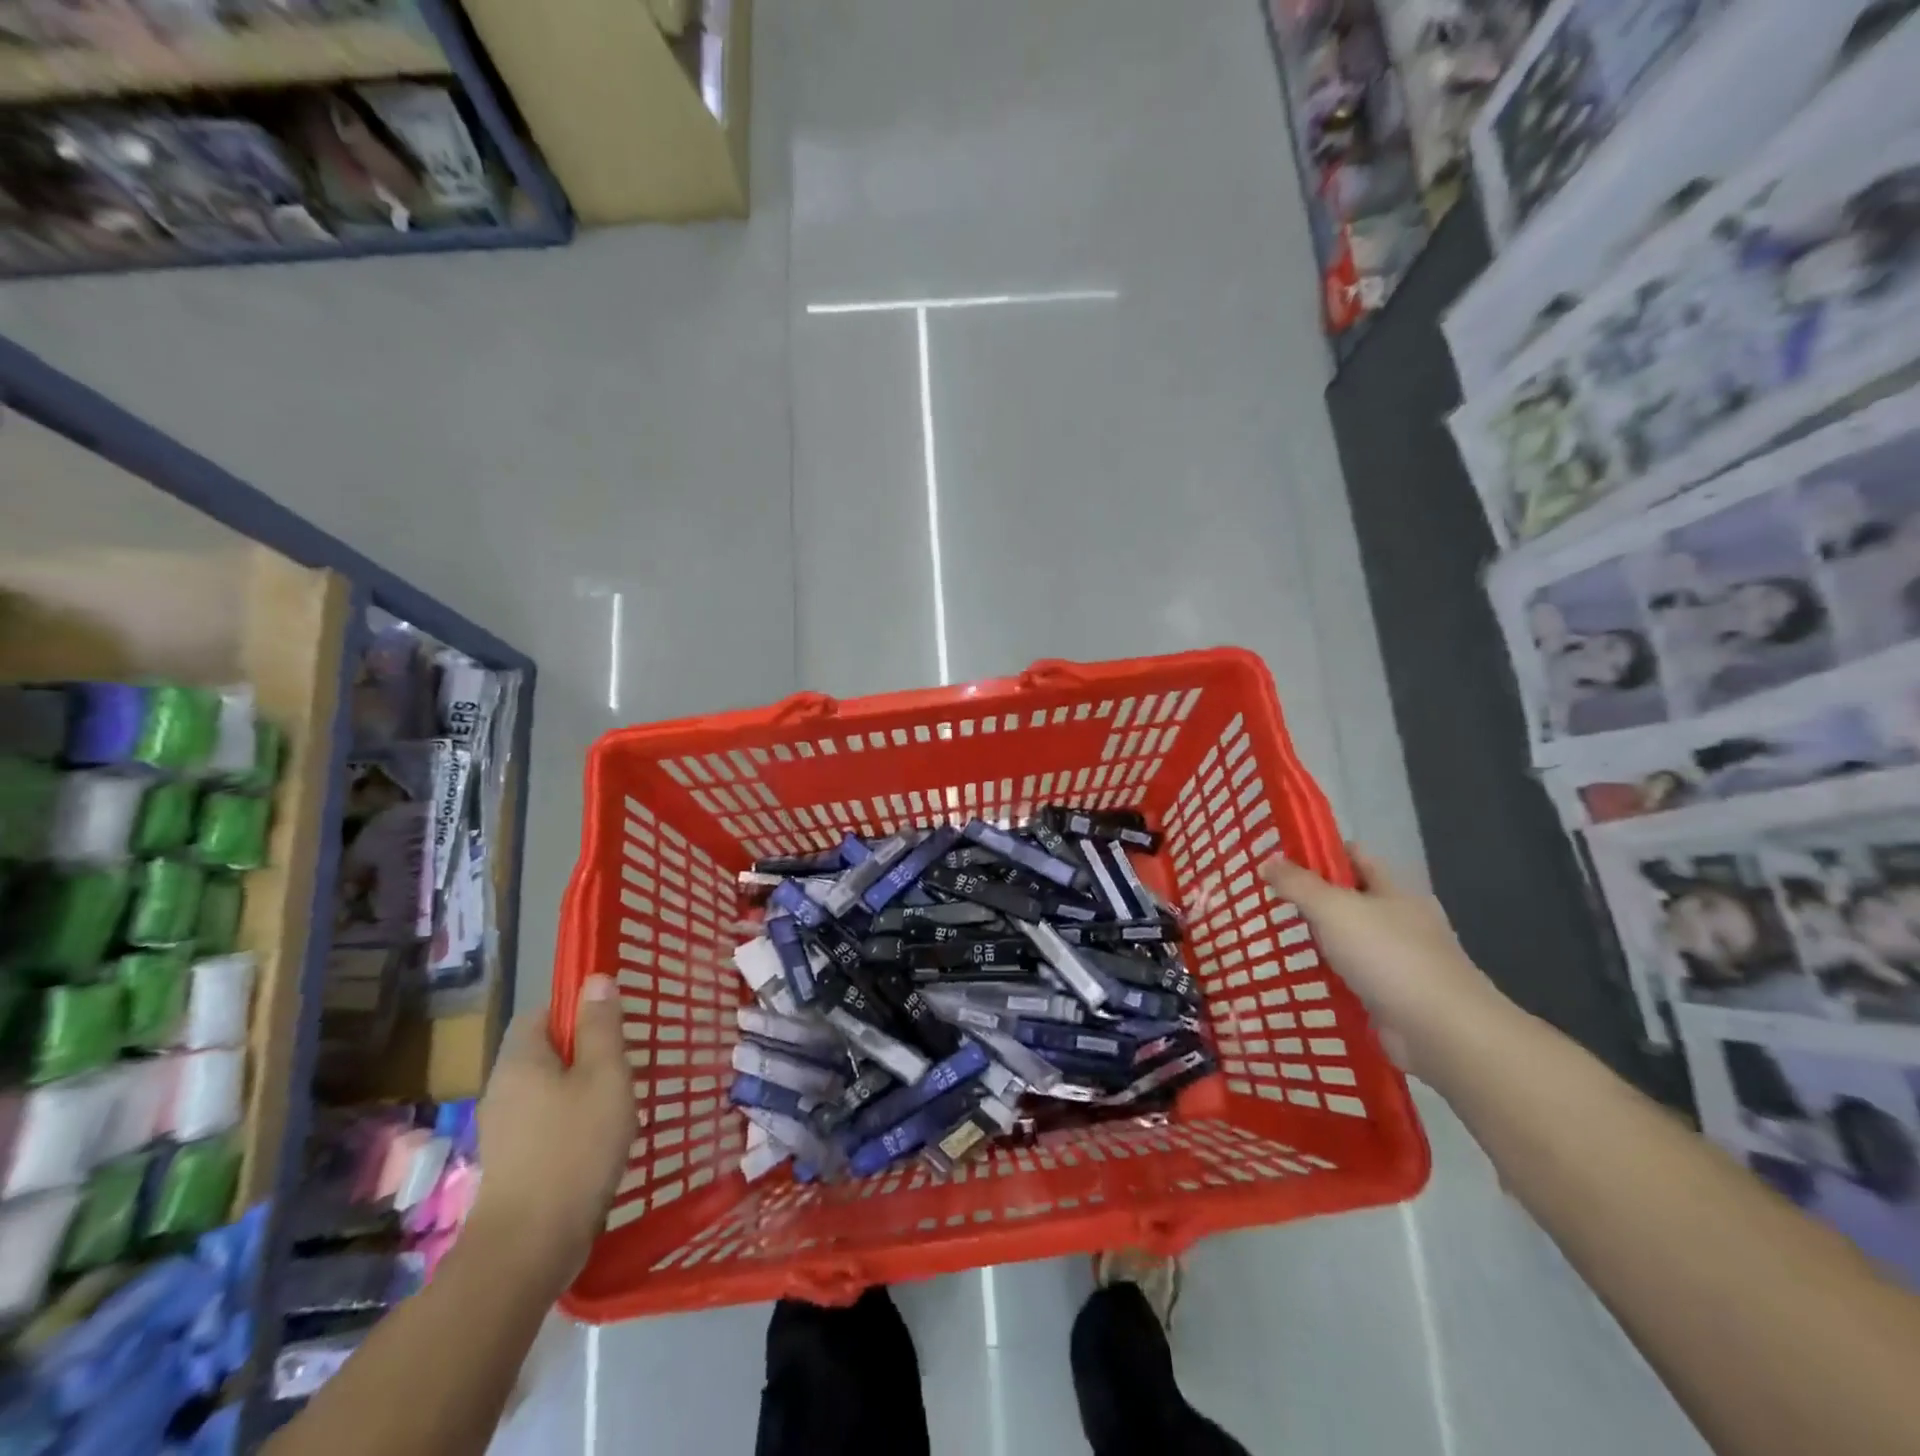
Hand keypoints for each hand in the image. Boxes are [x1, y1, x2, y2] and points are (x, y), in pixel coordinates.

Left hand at [467, 975, 634, 1290]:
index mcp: (520, 1060)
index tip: (612, 1024)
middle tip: (625, 1064)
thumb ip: (601, 1026)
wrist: (530, 1245)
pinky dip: (572, 1121)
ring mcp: (503, 1129)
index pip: (541, 1013)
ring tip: (619, 1104)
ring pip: (547, 1089)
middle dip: (584, 1052)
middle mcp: (503, 1088)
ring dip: (581, 1089)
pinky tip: (599, 1140)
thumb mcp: (604, 1075)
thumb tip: (595, 980)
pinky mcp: (512, 1163)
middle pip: (544, 1051)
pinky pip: (545, 1122)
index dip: (575, 1009)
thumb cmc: (575, 1146)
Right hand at [1259, 847, 1511, 1078]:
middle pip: (1350, 898)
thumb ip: (1298, 884)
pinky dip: (1329, 976)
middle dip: (1312, 897)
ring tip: (1274, 938)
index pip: (1354, 856)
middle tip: (1267, 899)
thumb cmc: (1388, 956)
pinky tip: (1301, 977)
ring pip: (1349, 939)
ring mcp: (1399, 961)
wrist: (1441, 1032)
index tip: (1279, 857)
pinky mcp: (1392, 997)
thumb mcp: (1333, 909)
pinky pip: (1352, 977)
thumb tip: (1267, 862)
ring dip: (1319, 940)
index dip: (1318, 851)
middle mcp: (1400, 921)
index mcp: (1394, 891)